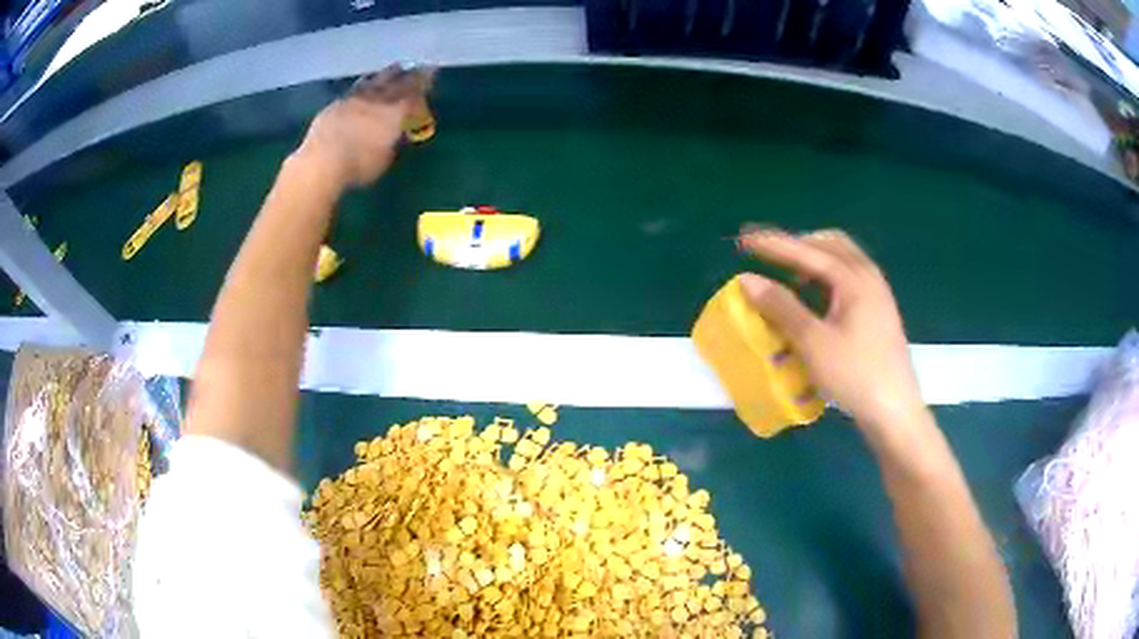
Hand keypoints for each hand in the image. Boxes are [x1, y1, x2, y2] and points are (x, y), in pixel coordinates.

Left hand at [294, 65, 433, 190]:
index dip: (424, 84)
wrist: (322, 161)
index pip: (414, 94)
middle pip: (396, 82)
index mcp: (394, 113)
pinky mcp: (336, 104)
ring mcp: (355, 99)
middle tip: (418, 66)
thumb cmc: (358, 166)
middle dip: (409, 74)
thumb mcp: (384, 158)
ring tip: (396, 68)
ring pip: (376, 80)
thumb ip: (393, 142)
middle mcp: (376, 100)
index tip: (432, 74)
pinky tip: (366, 82)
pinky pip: (356, 88)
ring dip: (388, 74)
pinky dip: (365, 83)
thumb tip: (398, 133)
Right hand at [737, 227, 924, 433]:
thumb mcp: (813, 343)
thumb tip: (747, 279)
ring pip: (843, 260)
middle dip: (798, 244)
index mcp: (854, 279)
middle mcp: (869, 277)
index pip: (808, 251)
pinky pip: (850, 278)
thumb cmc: (855, 376)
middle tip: (770, 255)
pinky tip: (817, 300)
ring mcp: (878, 294)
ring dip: (814, 260)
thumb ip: (781, 307)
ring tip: (790, 275)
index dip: (774, 244)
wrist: (895, 412)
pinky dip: (828, 277)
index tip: (744, 238)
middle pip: (830, 244)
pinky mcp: (879, 312)